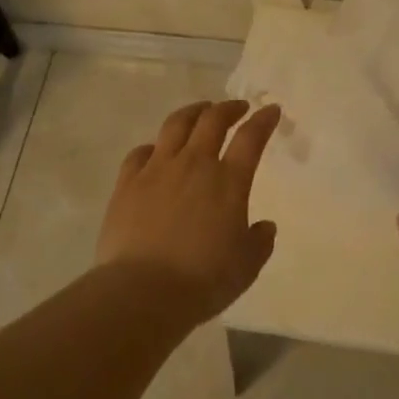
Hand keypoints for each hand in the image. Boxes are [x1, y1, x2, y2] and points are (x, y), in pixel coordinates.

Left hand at [96, 100, 282, 324]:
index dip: (263, 120)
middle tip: (237, 107)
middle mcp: (194, 164)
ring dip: (192, 112)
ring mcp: (157, 169)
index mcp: (228, 181)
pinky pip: (140, 152)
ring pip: (175, 125)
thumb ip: (259, 242)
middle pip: (212, 120)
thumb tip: (265, 226)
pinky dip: (154, 146)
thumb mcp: (246, 267)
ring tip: (200, 111)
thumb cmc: (203, 280)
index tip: (271, 110)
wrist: (143, 290)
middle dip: (228, 108)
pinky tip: (156, 150)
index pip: (251, 138)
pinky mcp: (127, 183)